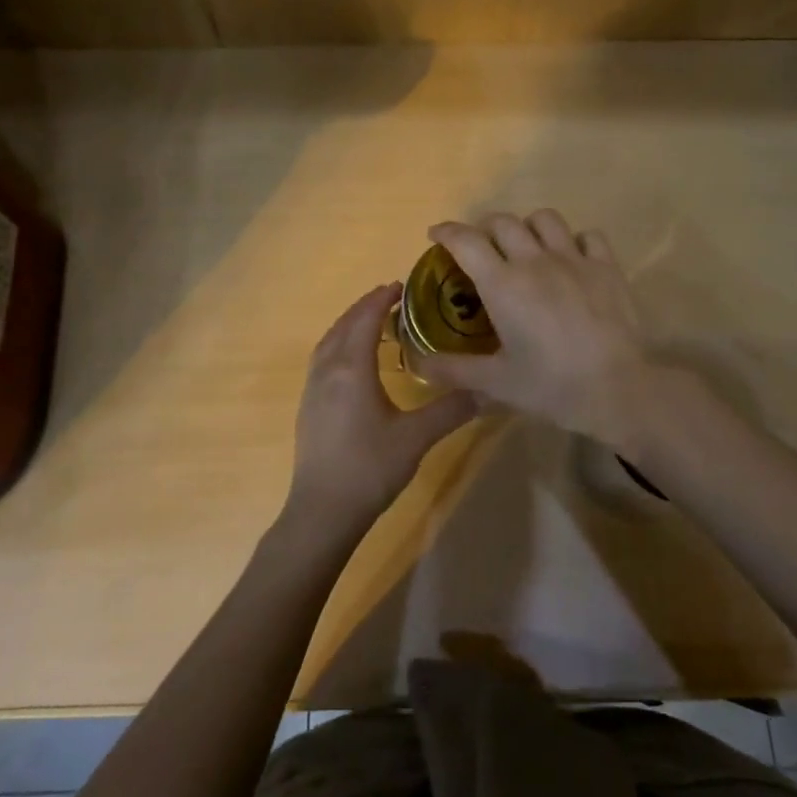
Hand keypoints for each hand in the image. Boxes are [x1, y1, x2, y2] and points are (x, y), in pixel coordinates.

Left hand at [286, 283, 476, 536]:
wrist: (322, 511)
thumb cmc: (370, 468)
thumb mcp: (416, 438)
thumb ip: (451, 409)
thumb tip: (488, 390)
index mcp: (352, 369)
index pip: (365, 320)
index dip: (381, 299)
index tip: (402, 285)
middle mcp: (327, 371)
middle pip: (344, 325)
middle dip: (365, 307)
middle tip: (391, 298)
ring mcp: (312, 389)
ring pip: (329, 342)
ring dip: (349, 324)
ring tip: (373, 323)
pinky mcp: (308, 407)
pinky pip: (322, 359)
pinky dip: (339, 344)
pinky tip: (353, 361)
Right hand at [416, 211, 653, 442]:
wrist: (617, 389)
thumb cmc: (551, 386)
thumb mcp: (496, 383)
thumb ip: (453, 370)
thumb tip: (417, 365)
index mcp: (503, 284)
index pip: (466, 241)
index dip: (446, 232)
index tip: (436, 234)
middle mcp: (535, 261)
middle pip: (503, 222)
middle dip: (484, 228)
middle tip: (481, 248)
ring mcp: (574, 259)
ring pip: (545, 219)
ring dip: (528, 226)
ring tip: (526, 246)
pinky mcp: (607, 267)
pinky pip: (588, 236)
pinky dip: (574, 240)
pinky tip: (572, 258)